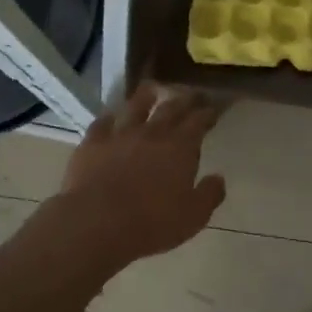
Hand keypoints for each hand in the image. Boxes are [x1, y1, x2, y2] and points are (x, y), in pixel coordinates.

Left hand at [51, 83, 226, 263]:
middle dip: (184, 100)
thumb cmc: (152, 223)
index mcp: (180, 148)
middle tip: (191, 94)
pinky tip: (111, 116)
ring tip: (152, 88)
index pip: (198, 121)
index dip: (207, 113)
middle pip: (171, 108)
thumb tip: (219, 178)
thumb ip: (210, 194)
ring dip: (146, 96)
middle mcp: (152, 133)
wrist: (97, 223)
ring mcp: (120, 135)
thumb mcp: (193, 216)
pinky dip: (109, 117)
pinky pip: (102, 123)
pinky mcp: (93, 143)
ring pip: (135, 107)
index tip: (213, 109)